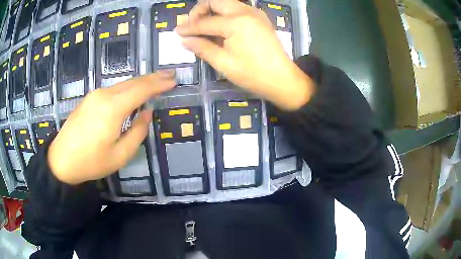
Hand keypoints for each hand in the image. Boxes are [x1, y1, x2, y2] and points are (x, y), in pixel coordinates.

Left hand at [48, 72, 175, 184]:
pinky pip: (113, 90)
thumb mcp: (120, 155)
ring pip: (123, 84)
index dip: (159, 84)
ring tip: (155, 82)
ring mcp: (95, 95)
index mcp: (113, 108)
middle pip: (133, 82)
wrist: (61, 160)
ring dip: (140, 82)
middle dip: (153, 78)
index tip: (174, 80)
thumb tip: (146, 113)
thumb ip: (137, 132)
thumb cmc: (91, 162)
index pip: (142, 89)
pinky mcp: (89, 99)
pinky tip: (132, 92)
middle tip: (169, 75)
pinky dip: (127, 88)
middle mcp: (104, 95)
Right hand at [175, 0, 314, 109]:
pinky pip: (237, 10)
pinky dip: (225, 15)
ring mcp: (255, 13)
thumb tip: (184, 39)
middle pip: (216, 1)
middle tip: (192, 26)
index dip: (188, 27)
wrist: (283, 80)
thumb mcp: (223, 63)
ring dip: (212, 11)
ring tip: (204, 28)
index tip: (177, 32)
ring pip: (227, 3)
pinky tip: (221, 29)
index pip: (204, 21)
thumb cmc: (253, 75)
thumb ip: (202, 47)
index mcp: (235, 22)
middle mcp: (246, 11)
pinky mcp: (260, 18)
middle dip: (200, 11)